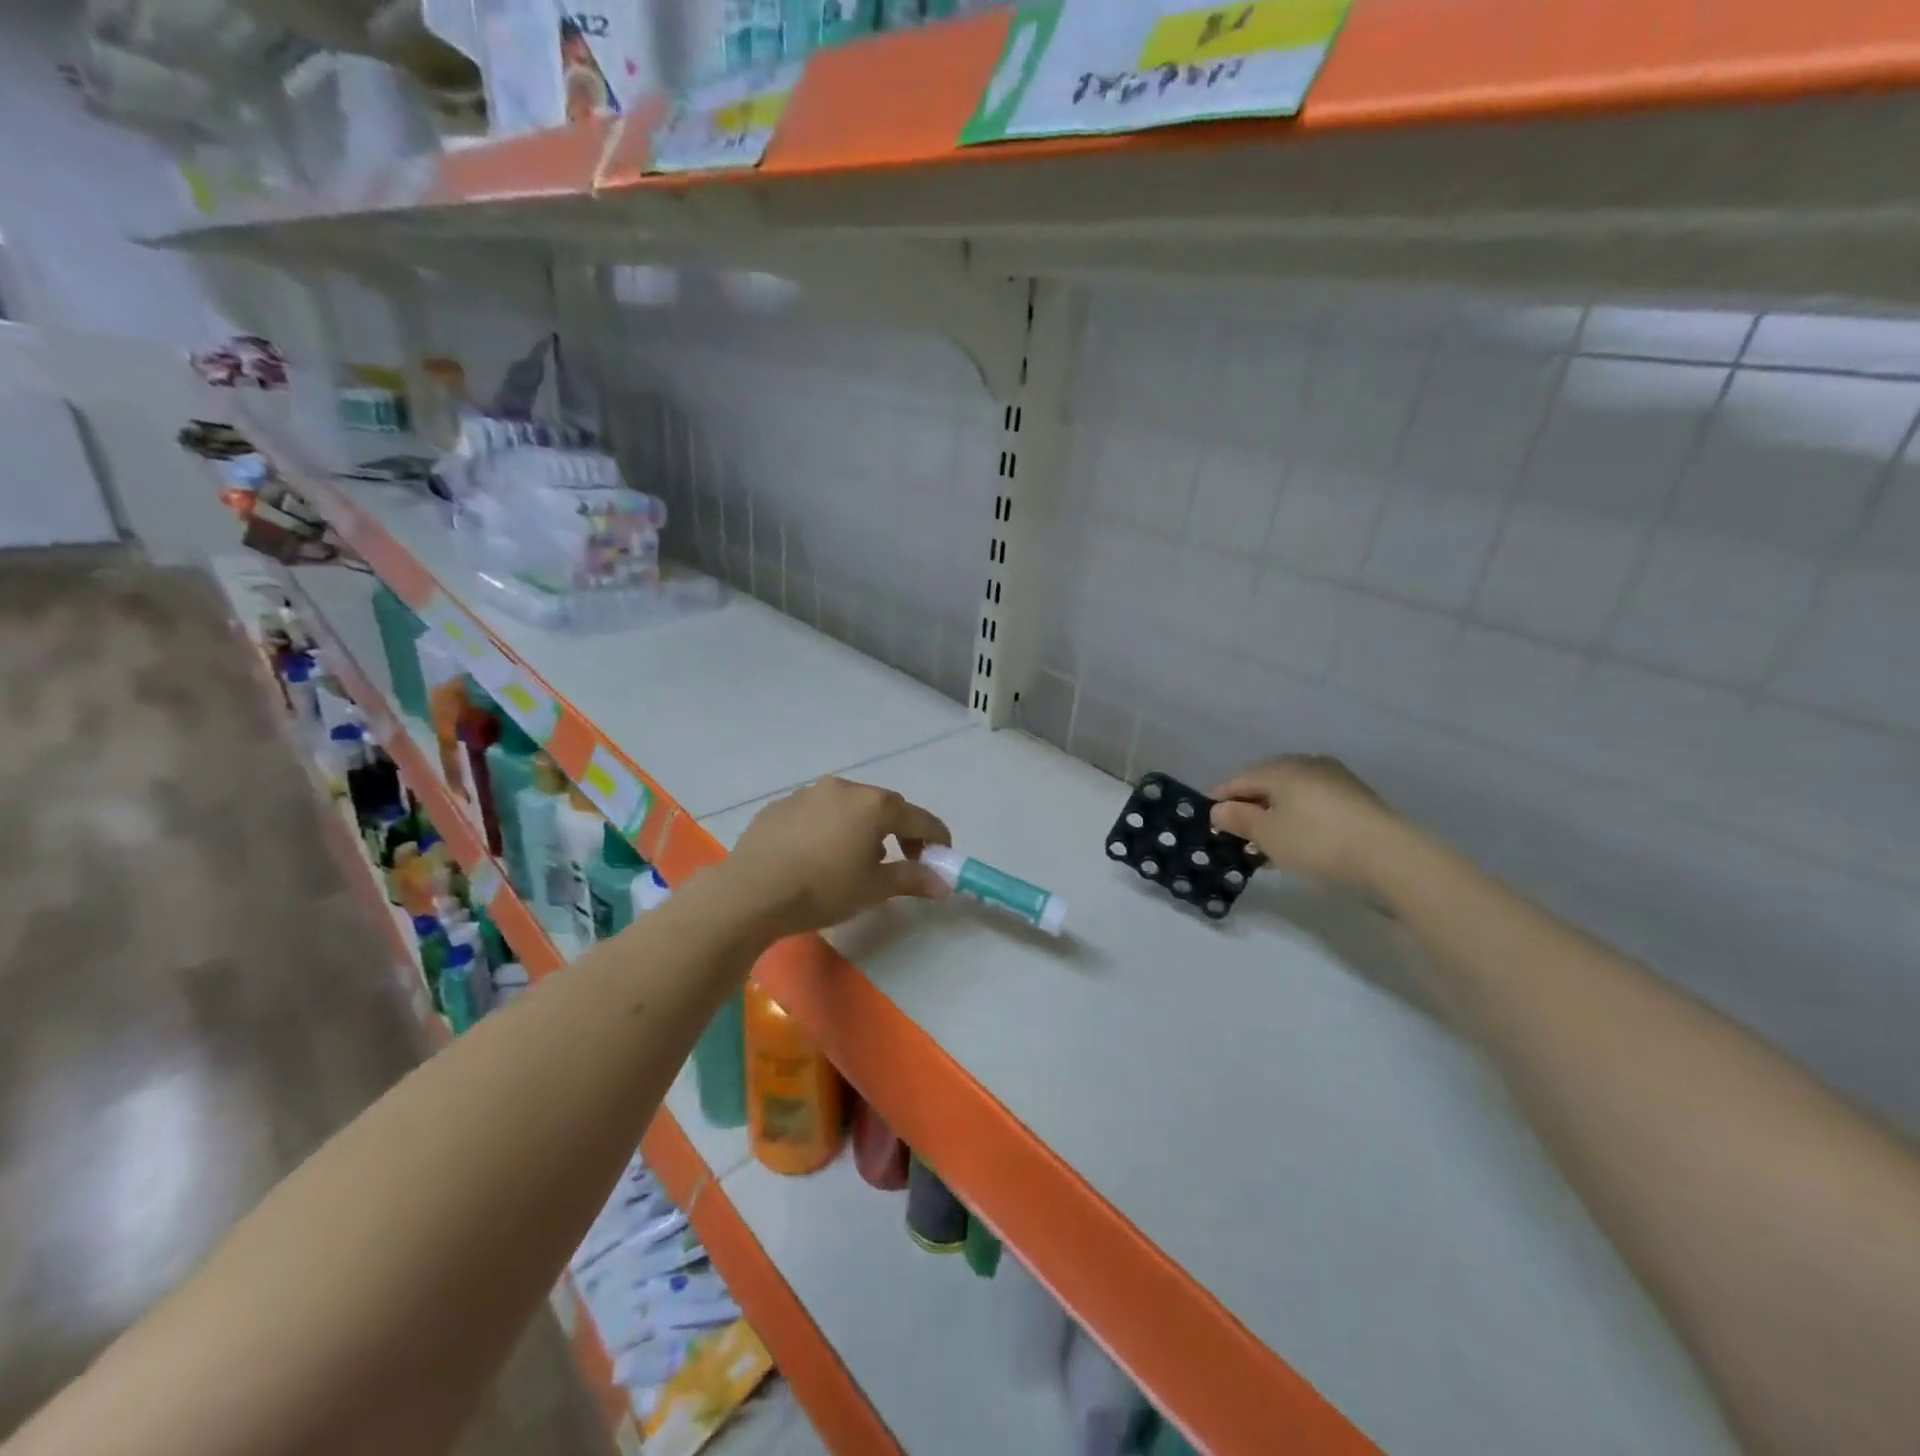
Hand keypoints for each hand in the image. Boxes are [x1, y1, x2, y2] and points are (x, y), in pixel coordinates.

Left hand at [717, 777, 951, 939]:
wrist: (751, 893)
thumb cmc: (823, 889)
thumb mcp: (873, 888)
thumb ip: (912, 879)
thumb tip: (944, 883)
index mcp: (873, 805)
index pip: (918, 818)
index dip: (935, 837)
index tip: (941, 856)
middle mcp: (844, 788)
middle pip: (883, 806)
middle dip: (899, 831)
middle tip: (900, 860)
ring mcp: (808, 793)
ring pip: (848, 806)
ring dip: (861, 827)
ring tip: (854, 860)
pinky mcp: (780, 805)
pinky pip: (816, 812)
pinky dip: (827, 828)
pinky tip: (816, 855)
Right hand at [1210, 755, 1407, 892]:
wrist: (1390, 855)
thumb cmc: (1317, 841)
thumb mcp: (1268, 835)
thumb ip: (1238, 819)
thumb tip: (1218, 809)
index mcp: (1280, 768)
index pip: (1237, 780)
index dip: (1220, 801)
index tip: (1209, 823)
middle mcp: (1306, 764)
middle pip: (1265, 783)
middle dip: (1249, 807)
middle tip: (1238, 835)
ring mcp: (1335, 778)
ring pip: (1291, 793)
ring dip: (1275, 813)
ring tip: (1268, 842)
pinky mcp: (1356, 796)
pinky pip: (1313, 802)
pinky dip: (1299, 817)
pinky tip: (1300, 839)